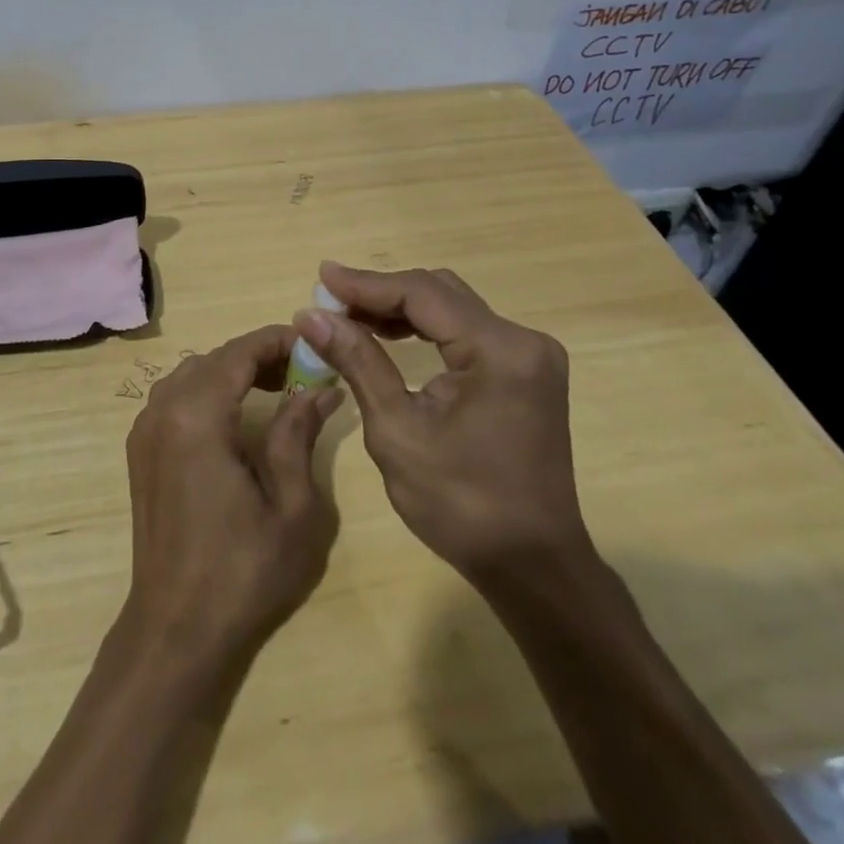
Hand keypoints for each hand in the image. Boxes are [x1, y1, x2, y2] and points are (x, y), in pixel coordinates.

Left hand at [120, 324, 343, 665]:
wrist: (176, 628)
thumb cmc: (242, 570)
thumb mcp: (291, 506)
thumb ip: (299, 434)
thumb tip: (321, 390)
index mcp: (196, 417)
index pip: (238, 352)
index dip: (277, 340)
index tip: (315, 344)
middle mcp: (162, 411)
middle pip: (214, 359)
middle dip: (258, 356)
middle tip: (303, 372)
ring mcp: (144, 430)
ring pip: (191, 374)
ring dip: (232, 371)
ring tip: (276, 389)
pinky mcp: (140, 451)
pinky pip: (174, 398)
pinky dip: (207, 391)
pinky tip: (235, 417)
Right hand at [295, 262, 588, 583]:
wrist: (532, 566)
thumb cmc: (461, 506)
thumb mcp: (396, 431)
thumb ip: (357, 362)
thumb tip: (311, 316)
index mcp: (499, 351)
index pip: (422, 294)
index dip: (366, 283)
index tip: (320, 277)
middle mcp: (522, 340)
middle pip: (439, 292)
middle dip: (381, 293)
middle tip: (330, 301)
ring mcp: (529, 355)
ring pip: (452, 308)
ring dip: (400, 308)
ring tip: (349, 316)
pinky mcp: (525, 371)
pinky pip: (466, 331)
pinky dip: (425, 329)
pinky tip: (389, 335)